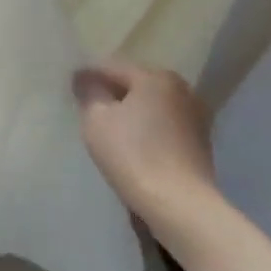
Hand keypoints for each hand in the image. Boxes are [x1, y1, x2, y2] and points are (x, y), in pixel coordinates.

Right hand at [74, 61, 224, 245]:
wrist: (178, 203)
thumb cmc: (132, 154)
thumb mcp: (96, 120)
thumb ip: (89, 93)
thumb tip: (85, 79)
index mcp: (156, 77)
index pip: (112, 67)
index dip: (88, 75)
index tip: (69, 85)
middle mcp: (182, 89)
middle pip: (137, 83)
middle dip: (113, 91)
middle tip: (89, 103)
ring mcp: (196, 115)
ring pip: (153, 104)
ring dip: (133, 110)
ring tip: (110, 124)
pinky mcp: (200, 141)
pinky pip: (165, 124)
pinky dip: (148, 127)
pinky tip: (134, 141)